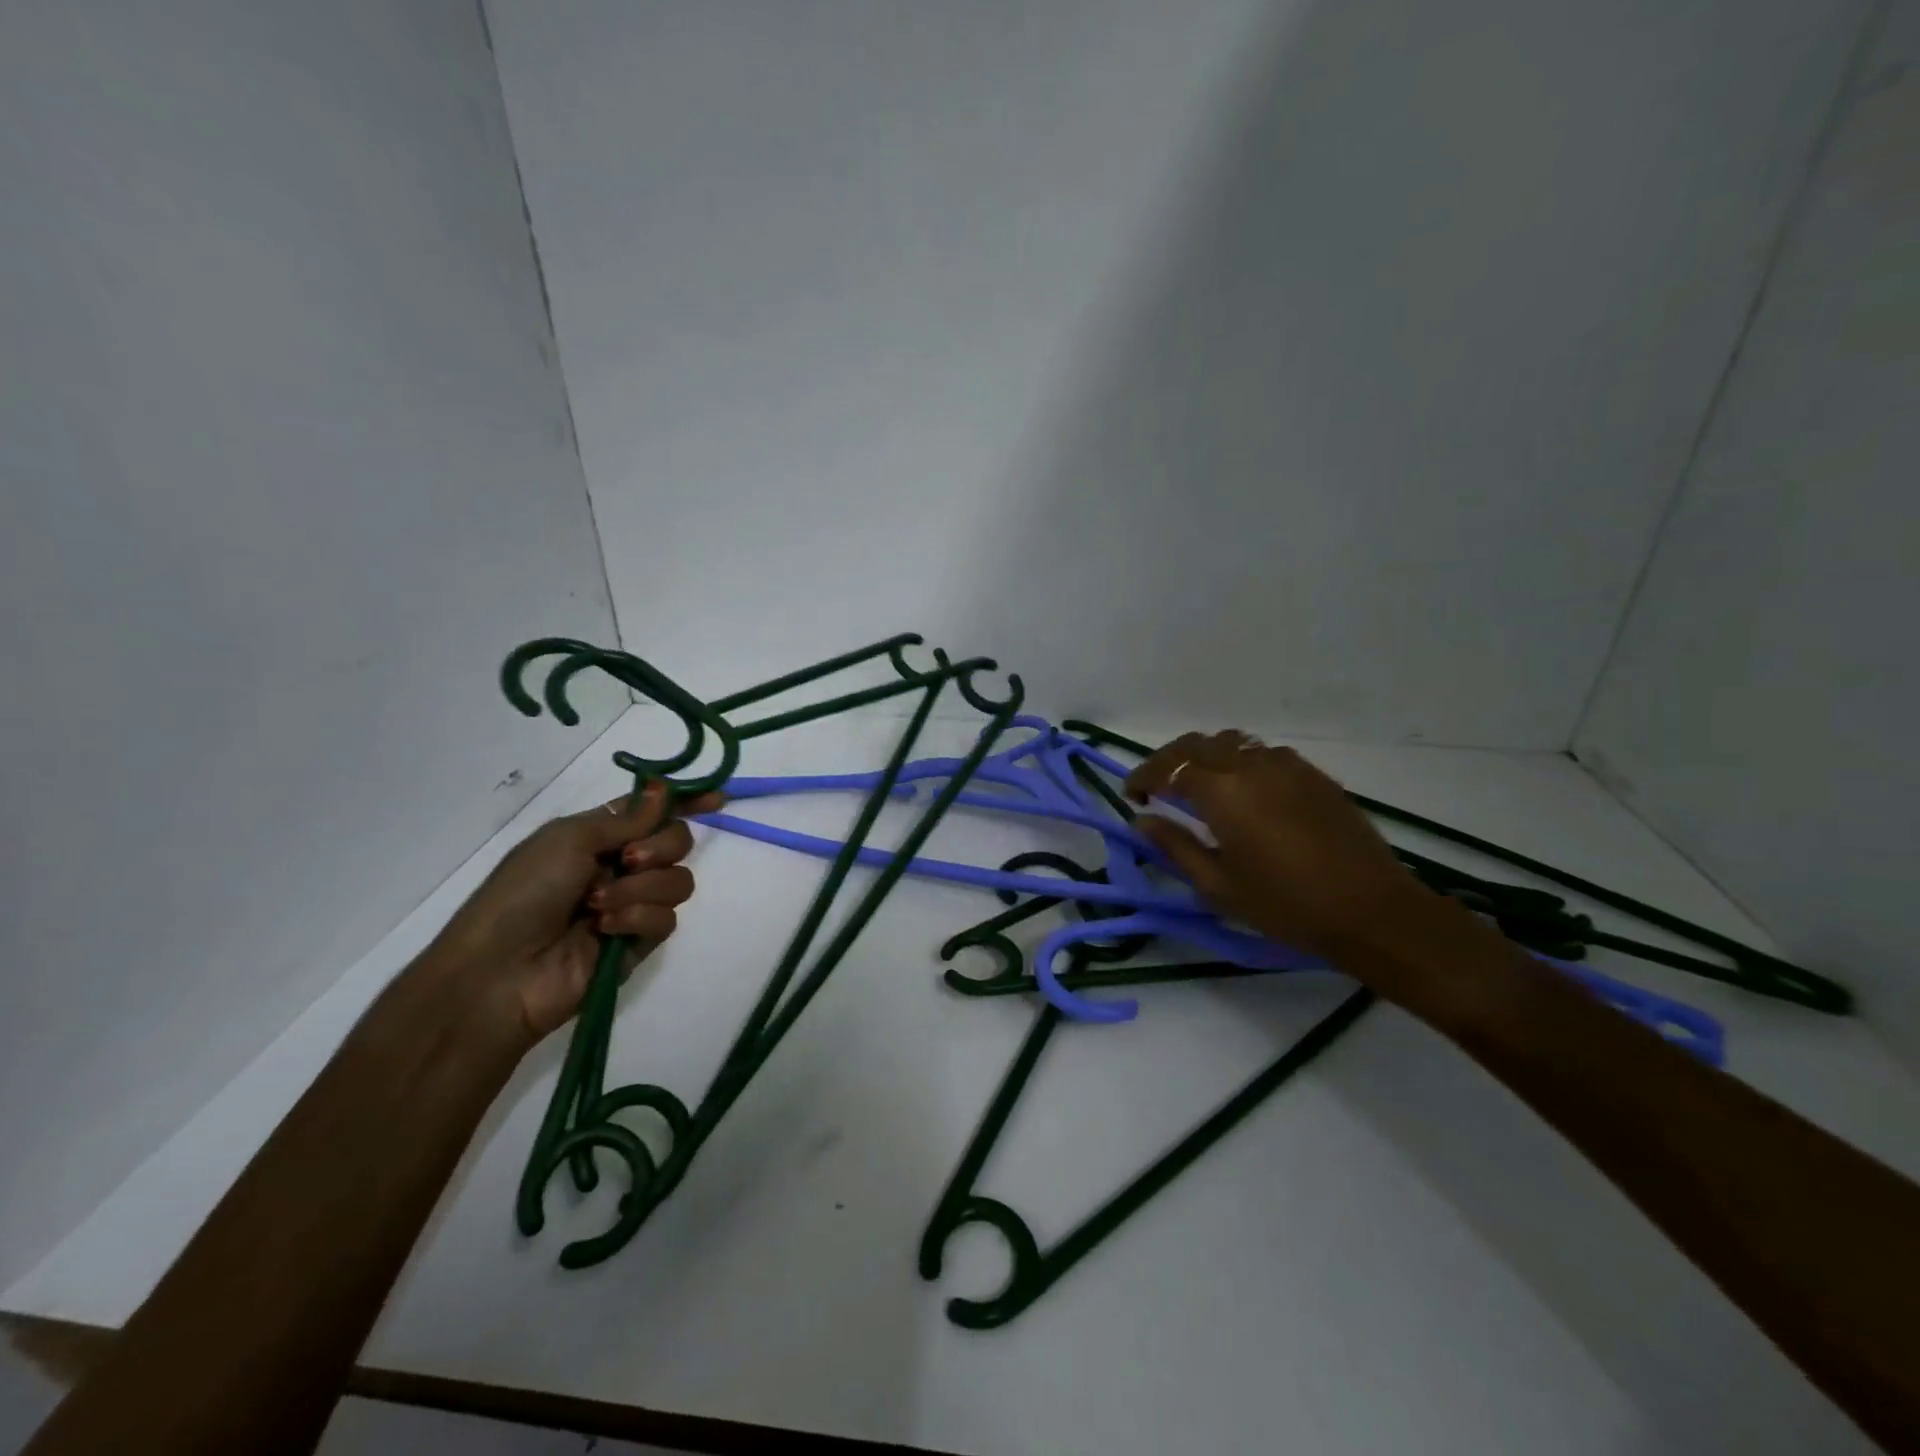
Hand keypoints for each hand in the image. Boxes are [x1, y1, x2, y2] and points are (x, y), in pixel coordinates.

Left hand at [428, 780, 719, 1043]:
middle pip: (677, 842)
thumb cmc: (524, 893)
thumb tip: (664, 789)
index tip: (716, 799)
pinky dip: (637, 919)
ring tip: (599, 905)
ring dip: (641, 888)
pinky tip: (606, 930)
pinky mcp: (640, 942)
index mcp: (600, 837)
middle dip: (660, 847)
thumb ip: (626, 818)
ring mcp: (633, 905)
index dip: (685, 803)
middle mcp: (621, 866)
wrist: (500, 970)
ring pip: (677, 881)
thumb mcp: (568, 839)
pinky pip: (666, 919)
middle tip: (629, 860)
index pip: (654, 812)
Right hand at [1126, 732, 1441, 965]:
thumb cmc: (1285, 904)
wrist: (1371, 910)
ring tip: (1199, 786)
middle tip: (1159, 787)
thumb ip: (1175, 846)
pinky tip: (1245, 792)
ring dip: (1206, 756)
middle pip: (1197, 744)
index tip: (1133, 796)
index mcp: (1222, 792)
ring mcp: (1286, 765)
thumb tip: (1143, 821)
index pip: (1169, 768)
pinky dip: (1240, 762)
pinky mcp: (1313, 774)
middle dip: (1170, 760)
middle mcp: (1250, 765)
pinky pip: (1264, 753)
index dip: (1144, 777)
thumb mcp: (1218, 885)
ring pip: (1232, 742)